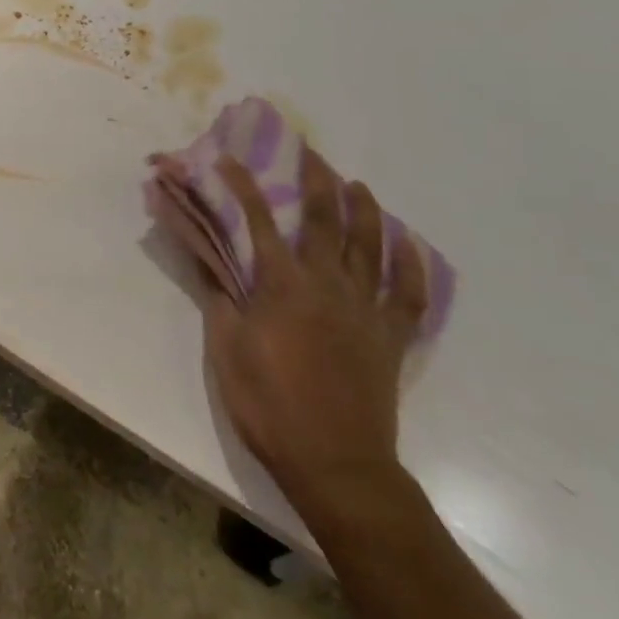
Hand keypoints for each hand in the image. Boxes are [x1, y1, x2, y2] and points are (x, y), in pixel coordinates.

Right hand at [203, 149, 427, 520]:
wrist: (335, 465)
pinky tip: (408, 244)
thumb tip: (207, 253)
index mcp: (283, 285)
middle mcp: (328, 284)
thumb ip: (219, 295)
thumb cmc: (269, 406)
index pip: (259, 220)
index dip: (244, 185)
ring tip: (358, 185)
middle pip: (326, 220)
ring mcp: (366, 309)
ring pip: (371, 246)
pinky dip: (411, 265)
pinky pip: (409, 294)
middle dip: (317, 180)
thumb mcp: (226, 349)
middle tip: (311, 152)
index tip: (231, 158)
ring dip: (364, 210)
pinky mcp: (391, 336)